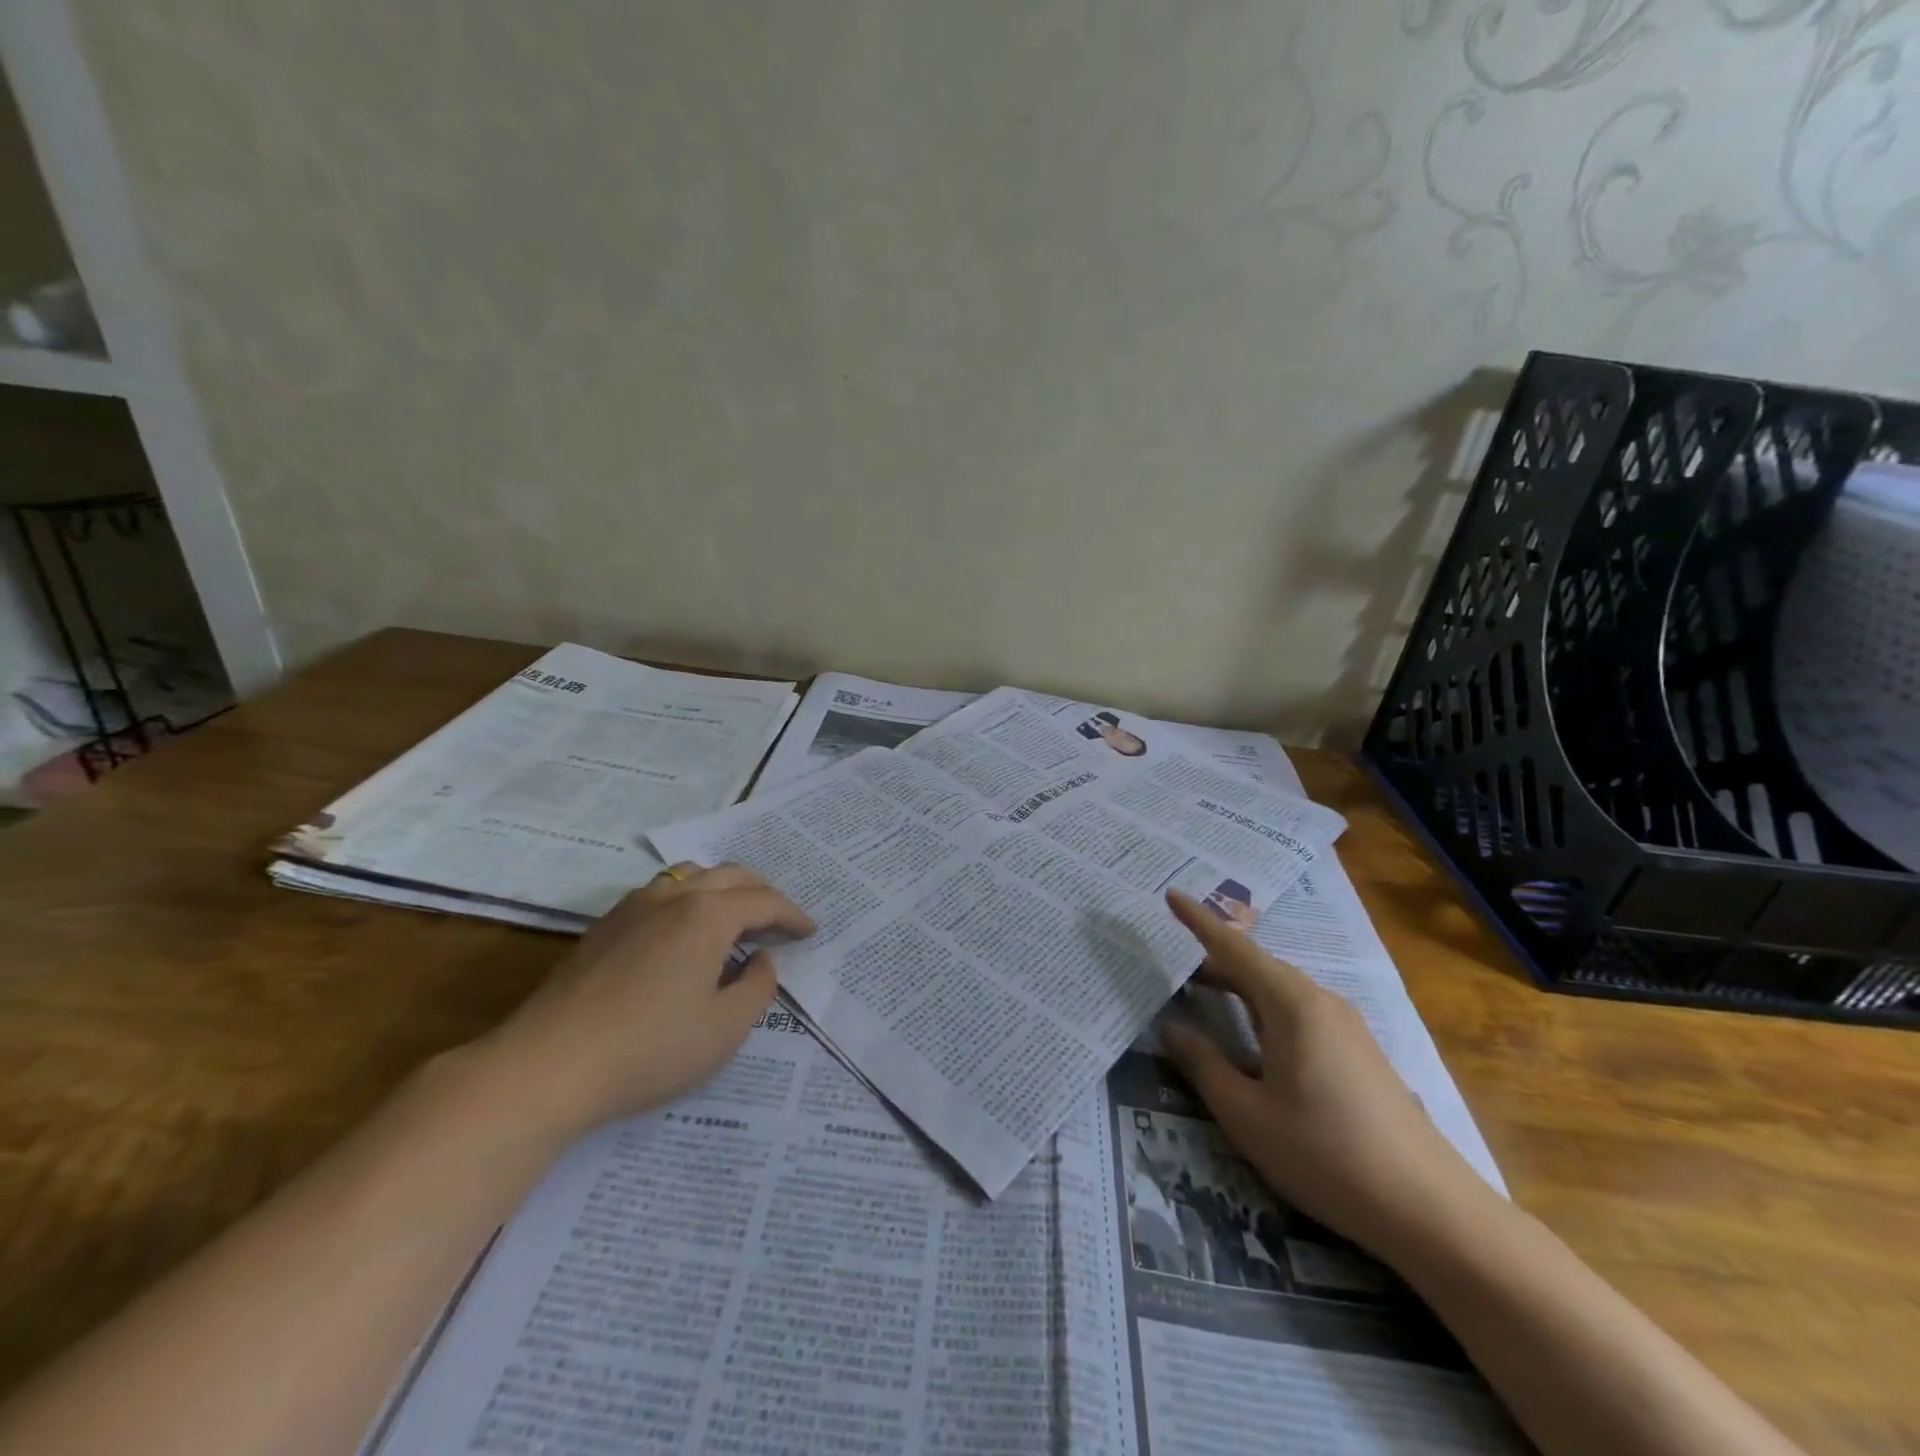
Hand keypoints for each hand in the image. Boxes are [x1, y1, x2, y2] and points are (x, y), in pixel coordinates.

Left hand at [473, 863, 813, 1139]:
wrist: (546, 1066)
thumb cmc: (648, 1048)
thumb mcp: (724, 1029)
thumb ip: (757, 987)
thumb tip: (761, 960)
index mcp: (707, 915)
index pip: (764, 901)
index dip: (792, 915)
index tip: (809, 932)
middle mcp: (673, 897)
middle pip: (730, 875)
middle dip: (762, 893)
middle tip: (779, 920)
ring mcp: (633, 907)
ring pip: (691, 876)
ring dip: (723, 890)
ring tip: (734, 919)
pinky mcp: (604, 927)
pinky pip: (661, 893)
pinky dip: (689, 900)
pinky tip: (684, 933)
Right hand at [1160, 890, 1502, 1265]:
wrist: (1430, 1211)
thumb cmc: (1326, 1154)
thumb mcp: (1246, 1115)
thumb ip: (1204, 1065)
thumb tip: (1172, 1028)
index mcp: (1292, 1004)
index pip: (1234, 948)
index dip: (1199, 921)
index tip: (1171, 895)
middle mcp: (1321, 1002)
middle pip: (1258, 966)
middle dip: (1214, 960)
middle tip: (1174, 966)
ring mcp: (1347, 1027)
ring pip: (1280, 990)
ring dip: (1240, 987)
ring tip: (1205, 995)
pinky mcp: (1360, 1053)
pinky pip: (1301, 1012)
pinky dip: (1264, 1009)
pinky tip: (1255, 1039)